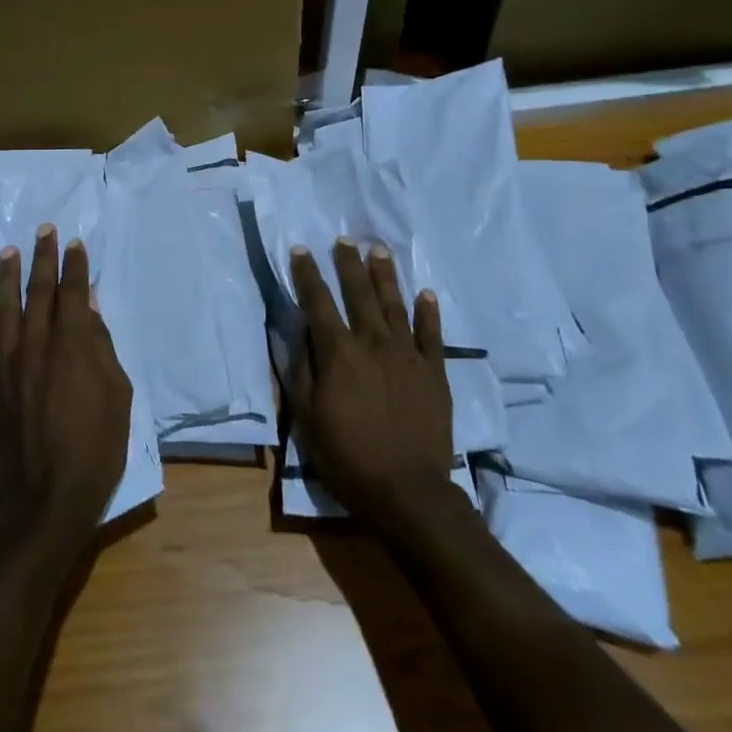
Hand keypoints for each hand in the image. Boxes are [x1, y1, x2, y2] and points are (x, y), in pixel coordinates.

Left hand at [0, 226, 132, 547]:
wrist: (47, 497)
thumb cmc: (96, 447)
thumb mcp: (117, 395)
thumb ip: (102, 348)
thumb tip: (91, 310)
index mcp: (74, 346)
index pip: (73, 294)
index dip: (74, 266)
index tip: (74, 243)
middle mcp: (38, 346)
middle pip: (39, 292)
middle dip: (43, 259)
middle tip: (44, 230)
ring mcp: (9, 365)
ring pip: (7, 309)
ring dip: (9, 277)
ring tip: (9, 250)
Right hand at [287, 239, 457, 526]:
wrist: (408, 492)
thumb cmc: (348, 456)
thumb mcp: (307, 417)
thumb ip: (300, 370)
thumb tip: (296, 333)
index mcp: (339, 353)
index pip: (318, 302)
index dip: (308, 274)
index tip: (302, 249)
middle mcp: (373, 343)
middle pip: (359, 293)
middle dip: (348, 264)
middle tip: (344, 239)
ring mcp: (408, 356)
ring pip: (395, 305)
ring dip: (385, 276)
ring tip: (379, 250)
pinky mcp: (434, 373)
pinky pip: (432, 335)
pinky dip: (429, 312)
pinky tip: (427, 293)